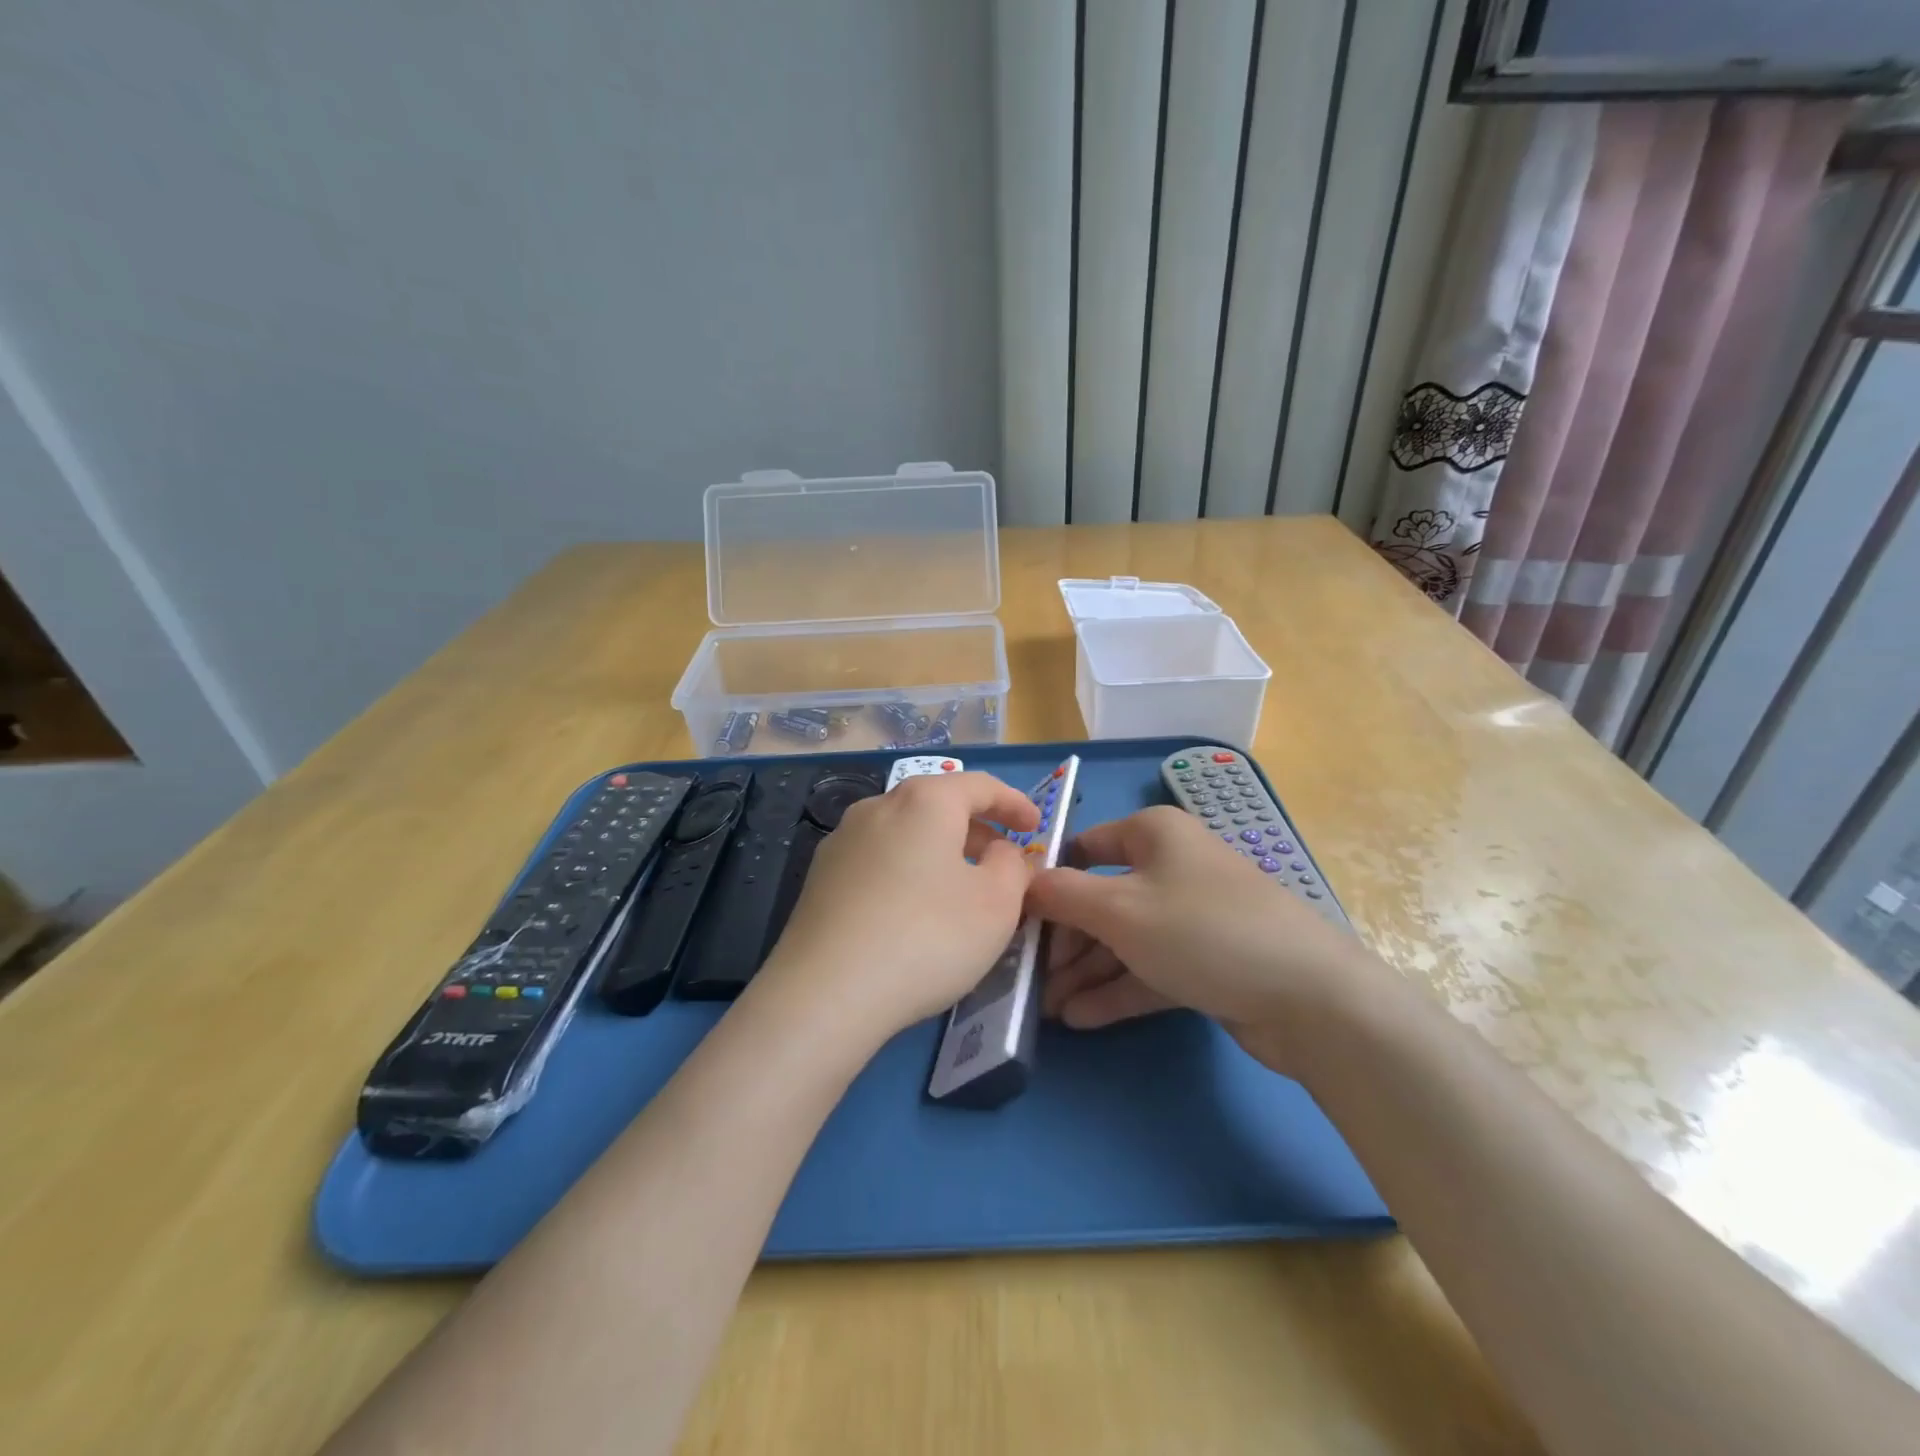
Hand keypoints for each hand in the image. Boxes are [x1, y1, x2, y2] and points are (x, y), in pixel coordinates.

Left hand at [762, 771, 1040, 1045]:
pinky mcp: (820, 878)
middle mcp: (878, 807)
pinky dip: (908, 871)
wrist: (826, 992)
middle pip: (938, 805)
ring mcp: (842, 841)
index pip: (980, 786)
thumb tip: (1000, 851)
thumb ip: (1012, 866)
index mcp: (924, 800)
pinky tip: (914, 911)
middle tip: (1003, 860)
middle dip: (977, 829)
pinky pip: (879, 861)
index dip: (1014, 803)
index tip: (1036, 827)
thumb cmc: (927, 937)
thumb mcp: (997, 904)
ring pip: (906, 833)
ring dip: (941, 852)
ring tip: (962, 888)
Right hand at [1029, 806, 1368, 1070]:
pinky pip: (1149, 968)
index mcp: (1153, 834)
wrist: (1309, 997)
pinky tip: (1079, 1019)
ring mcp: (1191, 916)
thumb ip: (1060, 894)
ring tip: (1046, 1010)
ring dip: (1085, 972)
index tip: (1015, 919)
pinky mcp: (1206, 960)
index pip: (1084, 848)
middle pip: (1100, 899)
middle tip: (1029, 980)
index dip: (1048, 880)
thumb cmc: (1201, 931)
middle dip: (1064, 942)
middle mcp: (1171, 867)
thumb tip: (1022, 883)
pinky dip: (1116, 990)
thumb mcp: (1118, 909)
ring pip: (1123, 939)